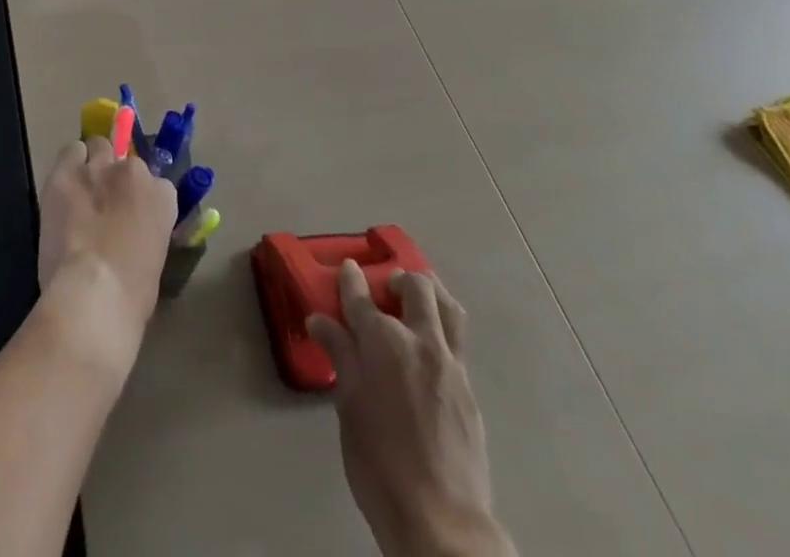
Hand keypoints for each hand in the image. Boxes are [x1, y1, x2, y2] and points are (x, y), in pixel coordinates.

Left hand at [35, 136, 177, 377]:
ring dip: (92, 164)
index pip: (156, 183)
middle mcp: (133, 172)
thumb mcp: (154, 261)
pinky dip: (68, 164)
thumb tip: (130, 234)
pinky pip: (70, 151)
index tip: (131, 214)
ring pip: (98, 146)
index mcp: (162, 197)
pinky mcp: (66, 171)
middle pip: (125, 159)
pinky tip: (63, 187)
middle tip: (104, 201)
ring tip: (81, 190)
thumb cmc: (132, 294)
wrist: (94, 293)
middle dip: (116, 175)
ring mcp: (98, 167)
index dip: (140, 198)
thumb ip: (146, 233)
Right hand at [307, 263, 513, 556]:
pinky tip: (428, 349)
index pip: (361, 296)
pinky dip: (442, 328)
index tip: (347, 269)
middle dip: (398, 280)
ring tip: (415, 301)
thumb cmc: (379, 462)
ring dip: (431, 293)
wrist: (440, 520)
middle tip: (384, 290)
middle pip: (416, 288)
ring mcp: (451, 365)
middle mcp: (421, 341)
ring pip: (448, 307)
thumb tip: (319, 320)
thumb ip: (339, 355)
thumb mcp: (348, 405)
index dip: (351, 279)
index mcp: (384, 342)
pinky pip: (457, 341)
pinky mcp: (470, 390)